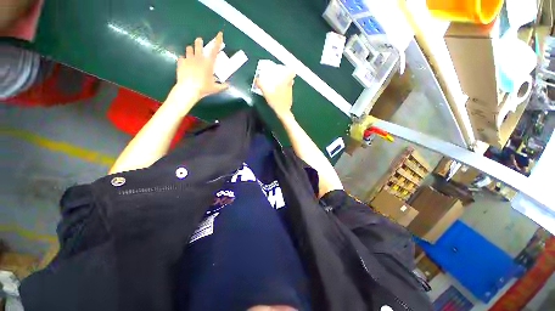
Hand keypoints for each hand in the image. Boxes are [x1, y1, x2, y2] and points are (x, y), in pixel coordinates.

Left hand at [175, 32, 228, 99]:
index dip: (218, 41)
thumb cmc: (203, 88)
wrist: (188, 89)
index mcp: (208, 63)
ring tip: (192, 54)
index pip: (214, 50)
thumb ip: (223, 86)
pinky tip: (185, 64)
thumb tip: (228, 85)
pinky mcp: (181, 62)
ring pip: (189, 48)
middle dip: (200, 41)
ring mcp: (188, 59)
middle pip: (198, 43)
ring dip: (191, 50)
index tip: (219, 34)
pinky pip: (181, 57)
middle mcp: (198, 58)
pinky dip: (184, 59)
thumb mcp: (215, 88)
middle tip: (200, 43)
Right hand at [255, 70, 295, 118]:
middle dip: (285, 76)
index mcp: (286, 82)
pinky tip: (278, 93)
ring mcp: (291, 92)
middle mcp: (290, 86)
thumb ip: (261, 85)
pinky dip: (284, 90)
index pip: (292, 72)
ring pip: (289, 84)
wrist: (283, 113)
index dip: (290, 69)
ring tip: (278, 84)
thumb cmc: (276, 101)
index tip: (285, 68)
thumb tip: (256, 79)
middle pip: (291, 78)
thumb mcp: (267, 93)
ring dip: (285, 83)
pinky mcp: (290, 98)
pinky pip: (288, 91)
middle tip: (279, 76)